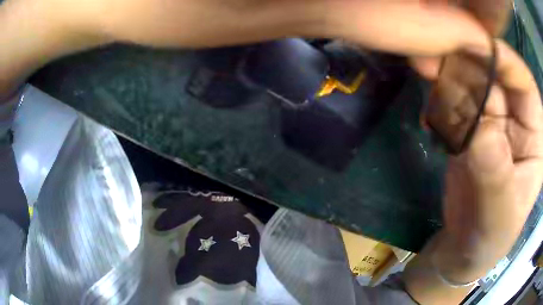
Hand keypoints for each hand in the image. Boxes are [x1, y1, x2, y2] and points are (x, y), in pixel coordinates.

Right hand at [435, 40, 542, 281]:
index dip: (504, 60)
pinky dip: (438, 105)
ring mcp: (491, 122)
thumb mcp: (498, 210)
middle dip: (468, 65)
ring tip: (424, 77)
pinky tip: (428, 121)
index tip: (474, 43)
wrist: (464, 248)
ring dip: (447, 80)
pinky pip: (454, 105)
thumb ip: (494, 169)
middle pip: (494, 76)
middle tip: (434, 58)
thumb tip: (479, 127)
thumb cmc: (491, 234)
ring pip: (471, 85)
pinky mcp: (469, 129)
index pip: (524, 83)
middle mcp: (515, 119)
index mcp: (533, 134)